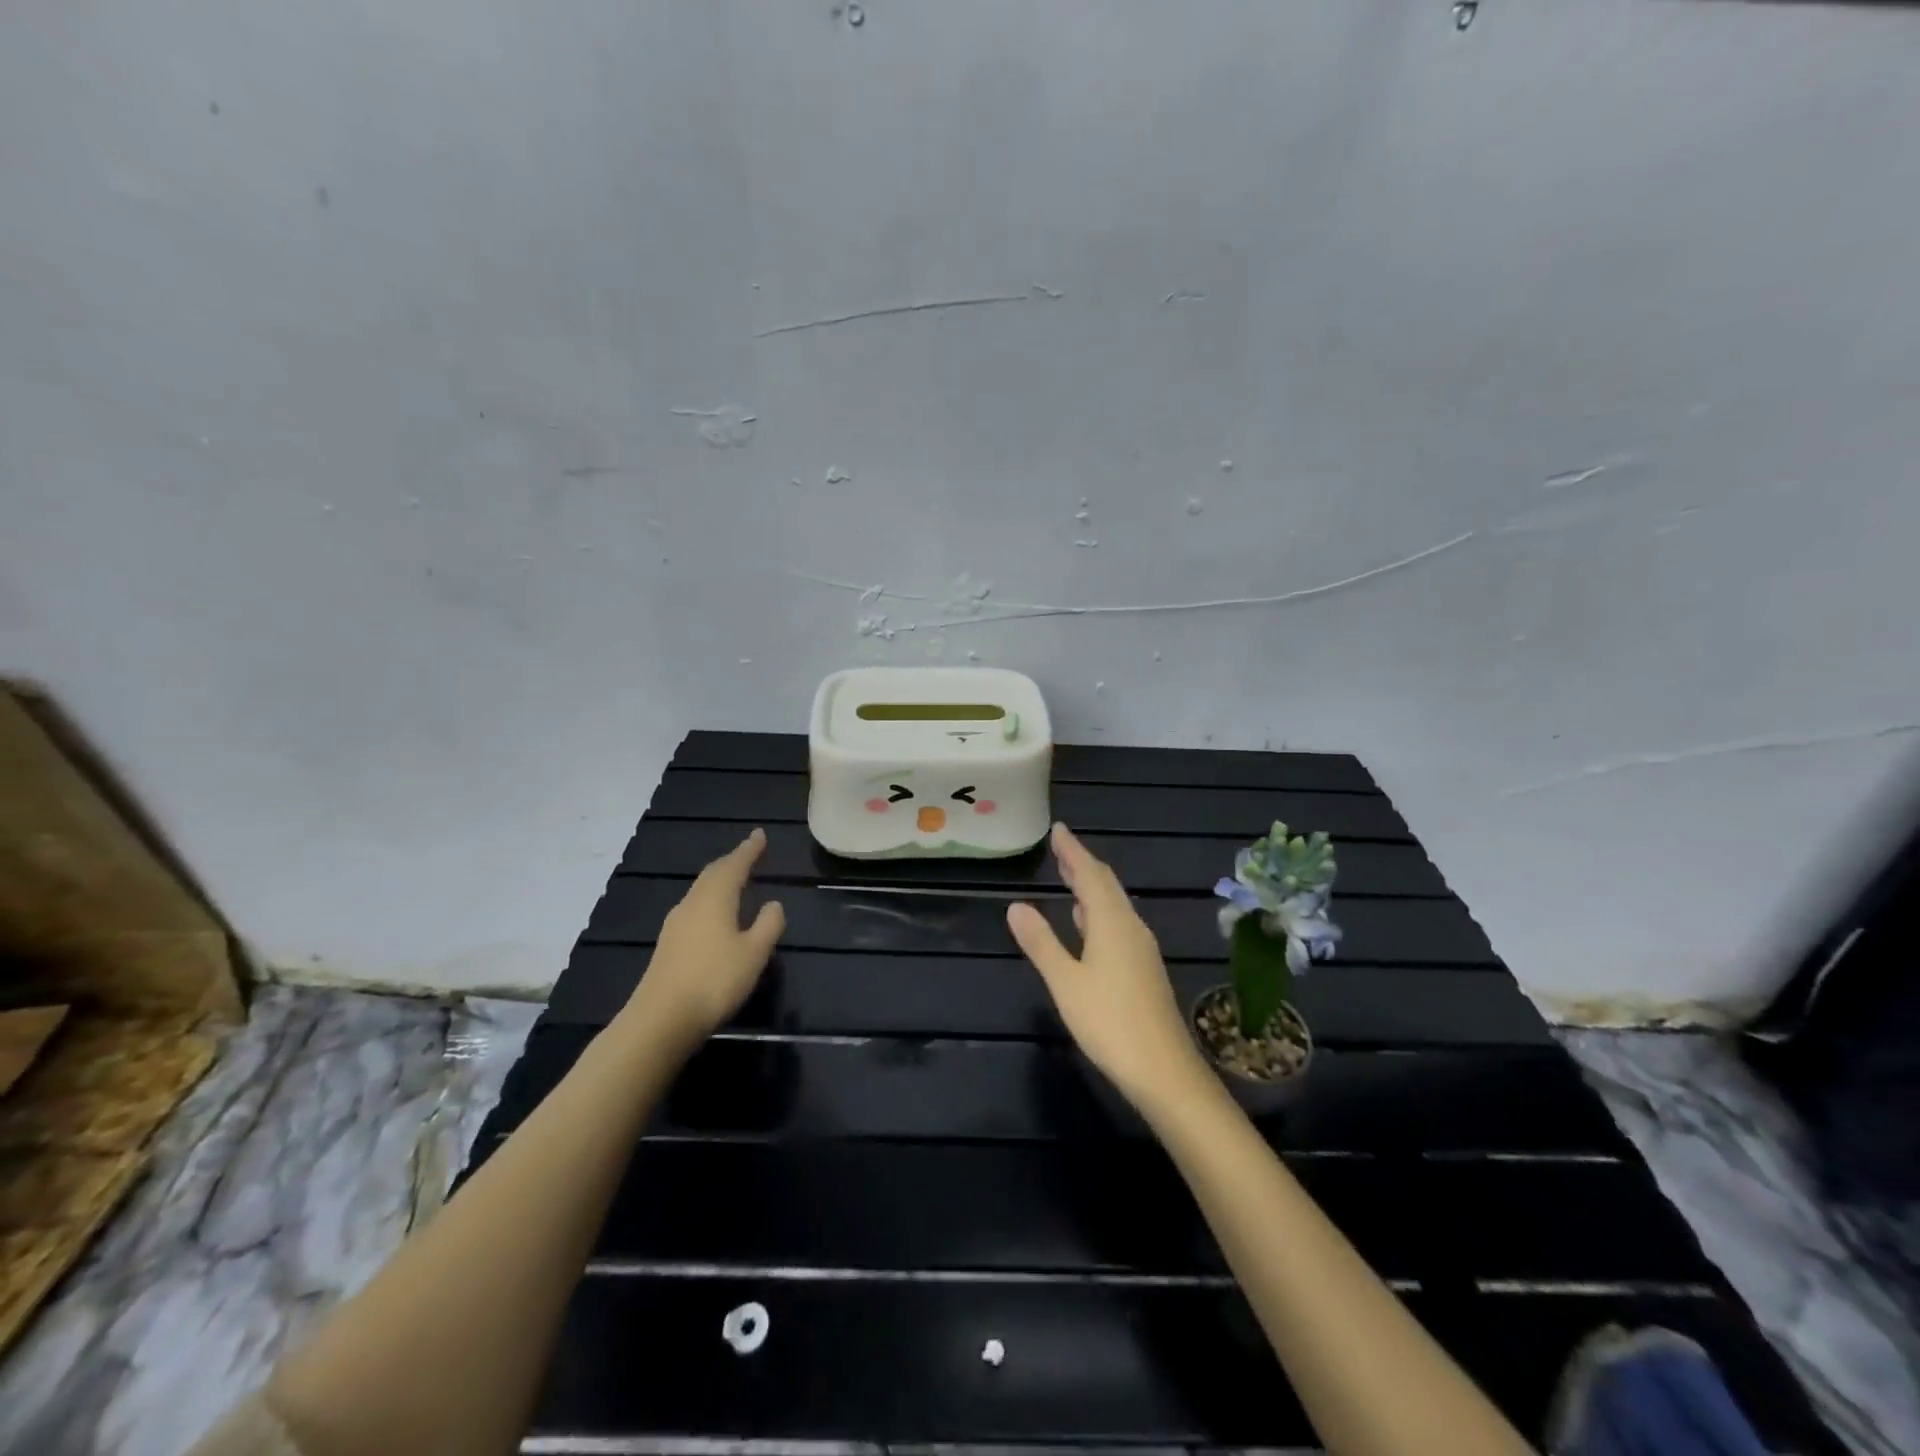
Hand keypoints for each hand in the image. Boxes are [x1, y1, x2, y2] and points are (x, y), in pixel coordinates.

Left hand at [624, 828, 785, 1047]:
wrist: (662, 1019)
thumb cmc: (715, 980)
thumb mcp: (754, 953)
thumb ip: (768, 924)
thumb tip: (773, 903)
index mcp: (715, 898)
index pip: (735, 864)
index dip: (749, 849)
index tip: (760, 834)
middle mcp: (693, 903)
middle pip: (713, 874)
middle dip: (733, 861)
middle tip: (750, 853)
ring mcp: (676, 924)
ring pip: (701, 890)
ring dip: (720, 880)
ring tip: (736, 879)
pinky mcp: (669, 944)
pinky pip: (695, 907)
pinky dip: (710, 899)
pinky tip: (716, 913)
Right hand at [1007, 823, 1208, 1108]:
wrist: (1164, 1070)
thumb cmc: (1109, 1022)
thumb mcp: (1065, 982)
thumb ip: (1041, 942)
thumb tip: (1016, 906)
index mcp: (1111, 922)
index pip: (1090, 874)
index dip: (1073, 851)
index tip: (1059, 829)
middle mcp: (1130, 927)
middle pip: (1106, 885)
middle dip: (1082, 864)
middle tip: (1061, 847)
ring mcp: (1140, 948)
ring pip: (1114, 904)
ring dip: (1091, 887)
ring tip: (1070, 875)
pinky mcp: (1143, 968)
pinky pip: (1118, 922)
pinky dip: (1099, 910)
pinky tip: (1088, 921)